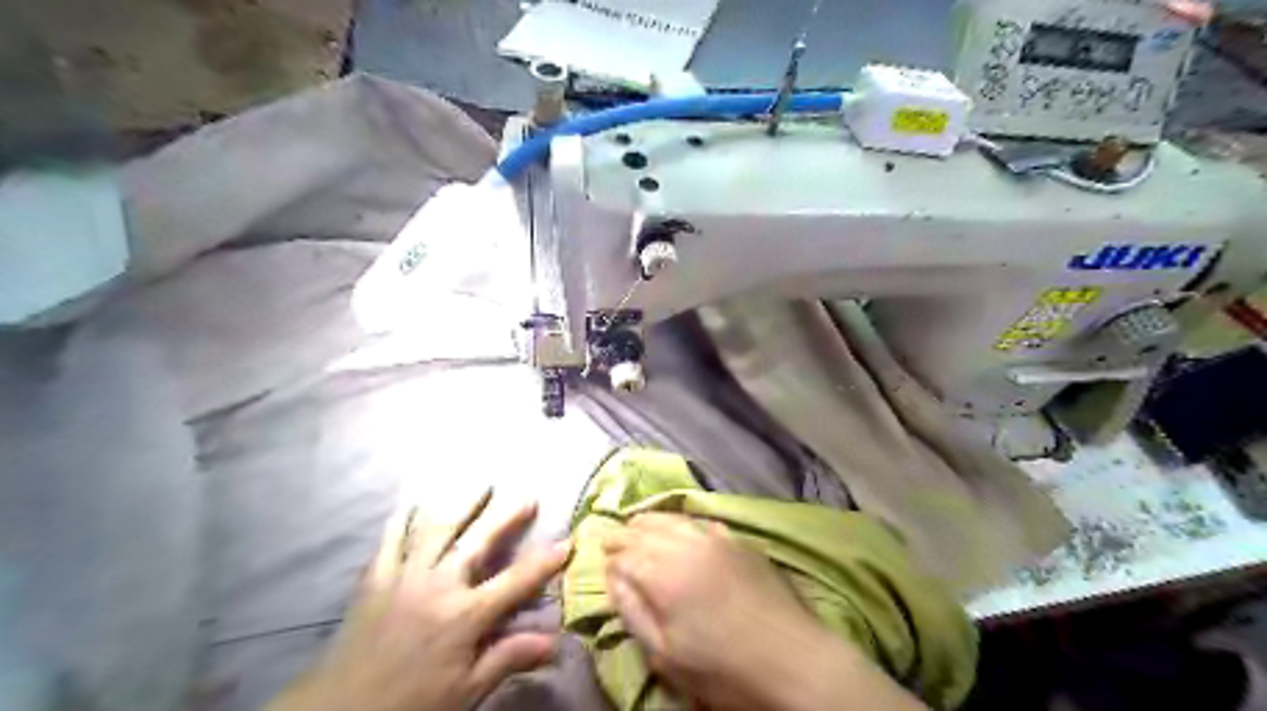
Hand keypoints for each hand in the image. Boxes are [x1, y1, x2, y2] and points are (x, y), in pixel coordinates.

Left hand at [274, 488, 578, 709]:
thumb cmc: (411, 703)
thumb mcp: (466, 691)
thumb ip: (507, 658)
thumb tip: (554, 641)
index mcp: (465, 615)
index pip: (516, 581)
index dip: (544, 561)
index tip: (568, 541)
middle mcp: (440, 585)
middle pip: (480, 541)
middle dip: (506, 517)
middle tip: (527, 496)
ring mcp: (406, 576)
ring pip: (438, 529)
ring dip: (462, 505)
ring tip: (480, 484)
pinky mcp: (376, 577)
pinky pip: (391, 539)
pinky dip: (403, 518)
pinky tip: (412, 502)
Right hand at [604, 512, 833, 709]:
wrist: (793, 660)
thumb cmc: (723, 667)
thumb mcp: (666, 654)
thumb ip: (633, 611)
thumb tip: (613, 576)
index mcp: (662, 572)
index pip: (624, 553)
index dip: (609, 555)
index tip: (601, 557)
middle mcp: (685, 544)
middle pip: (645, 529)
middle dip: (625, 533)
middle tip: (613, 539)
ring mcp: (714, 538)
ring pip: (672, 518)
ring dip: (650, 520)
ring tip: (638, 523)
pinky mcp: (738, 541)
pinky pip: (701, 521)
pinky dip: (682, 520)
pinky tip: (680, 525)